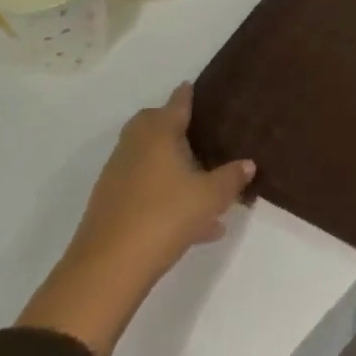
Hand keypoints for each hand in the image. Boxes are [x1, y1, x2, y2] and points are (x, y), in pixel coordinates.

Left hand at [18, 84, 255, 355]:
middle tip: (198, 133)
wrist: (108, 268)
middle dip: (173, 126)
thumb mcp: (210, 197)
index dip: (187, 95)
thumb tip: (248, 163)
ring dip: (171, 164)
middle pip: (152, 125)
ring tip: (204, 183)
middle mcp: (134, 147)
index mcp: (158, 134)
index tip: (194, 86)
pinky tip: (195, 223)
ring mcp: (118, 176)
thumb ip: (231, 177)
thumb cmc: (165, 217)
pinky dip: (165, 193)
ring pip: (148, 159)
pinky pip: (145, 188)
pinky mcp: (111, 205)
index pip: (176, 104)